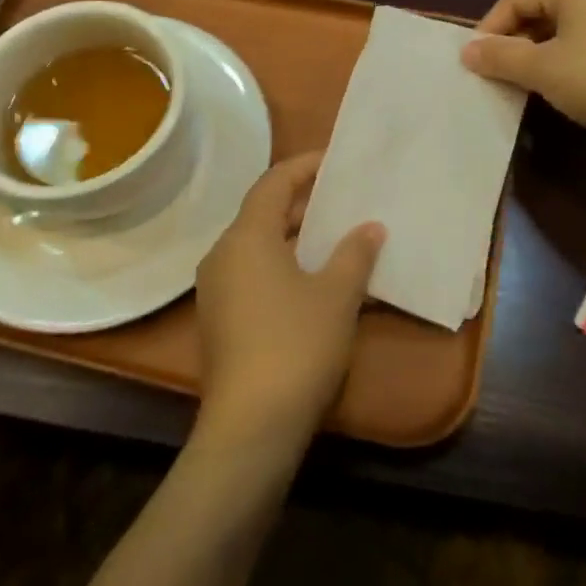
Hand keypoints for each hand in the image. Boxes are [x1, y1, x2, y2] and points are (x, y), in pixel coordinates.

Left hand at [193, 152, 385, 453]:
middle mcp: (222, 255)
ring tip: (334, 238)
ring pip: (257, 247)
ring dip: (294, 238)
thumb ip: (355, 253)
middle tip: (342, 201)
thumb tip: (370, 227)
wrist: (252, 425)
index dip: (304, 166)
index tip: (334, 161)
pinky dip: (282, 266)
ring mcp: (216, 290)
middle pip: (262, 213)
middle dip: (302, 204)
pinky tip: (314, 282)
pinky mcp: (219, 320)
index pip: (273, 182)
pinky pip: (252, 275)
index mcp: (246, 237)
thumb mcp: (337, 295)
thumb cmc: (297, 344)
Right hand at [460, 0, 585, 157]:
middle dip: (513, 39)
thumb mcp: (541, 69)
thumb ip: (500, 57)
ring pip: (563, 28)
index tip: (475, 58)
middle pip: (541, 9)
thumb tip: (467, 51)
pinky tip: (556, 85)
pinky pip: (584, 43)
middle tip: (494, 70)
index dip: (491, 25)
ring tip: (520, 80)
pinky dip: (561, 59)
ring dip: (535, 51)